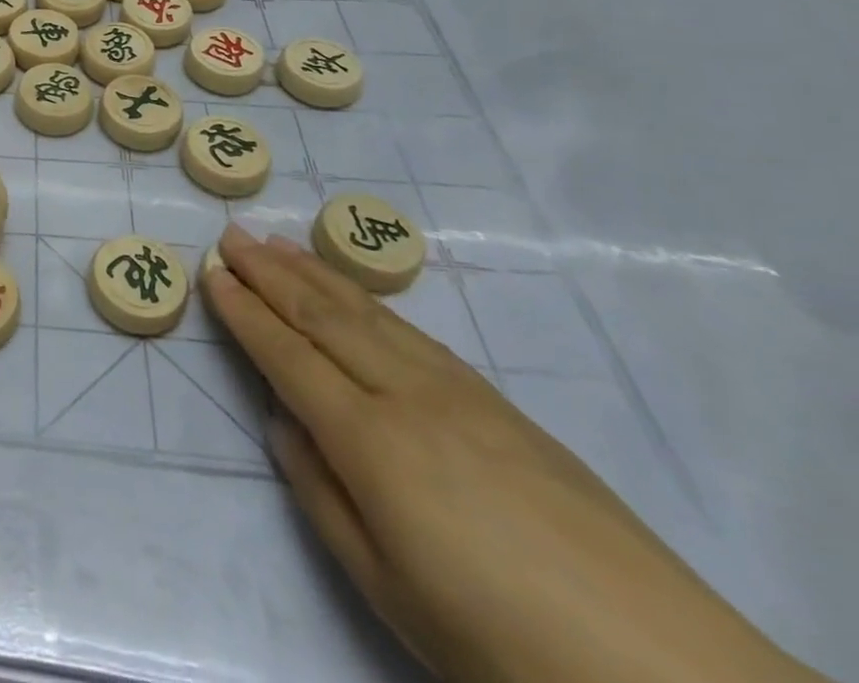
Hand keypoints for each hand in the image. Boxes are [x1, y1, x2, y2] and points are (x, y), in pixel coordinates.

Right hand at [204, 226, 826, 682]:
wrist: (663, 672)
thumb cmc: (495, 637)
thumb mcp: (385, 586)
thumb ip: (321, 493)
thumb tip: (284, 422)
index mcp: (369, 440)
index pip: (286, 355)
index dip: (245, 312)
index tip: (212, 273)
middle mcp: (406, 396)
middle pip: (323, 317)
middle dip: (270, 272)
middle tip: (232, 235)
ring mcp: (458, 392)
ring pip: (368, 314)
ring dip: (315, 273)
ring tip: (277, 243)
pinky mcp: (499, 403)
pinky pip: (413, 333)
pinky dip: (369, 301)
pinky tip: (355, 293)